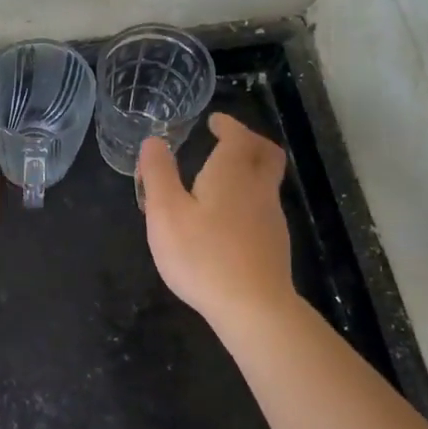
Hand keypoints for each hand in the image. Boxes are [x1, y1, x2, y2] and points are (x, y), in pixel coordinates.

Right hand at [139, 113, 295, 329]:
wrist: (253, 306)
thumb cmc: (202, 255)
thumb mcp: (165, 212)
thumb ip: (158, 174)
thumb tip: (153, 141)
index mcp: (232, 173)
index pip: (238, 136)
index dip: (228, 125)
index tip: (215, 121)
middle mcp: (258, 188)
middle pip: (265, 153)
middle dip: (249, 141)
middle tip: (229, 140)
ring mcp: (271, 217)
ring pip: (266, 181)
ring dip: (249, 170)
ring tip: (221, 178)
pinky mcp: (274, 243)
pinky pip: (263, 206)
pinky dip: (249, 197)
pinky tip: (229, 217)